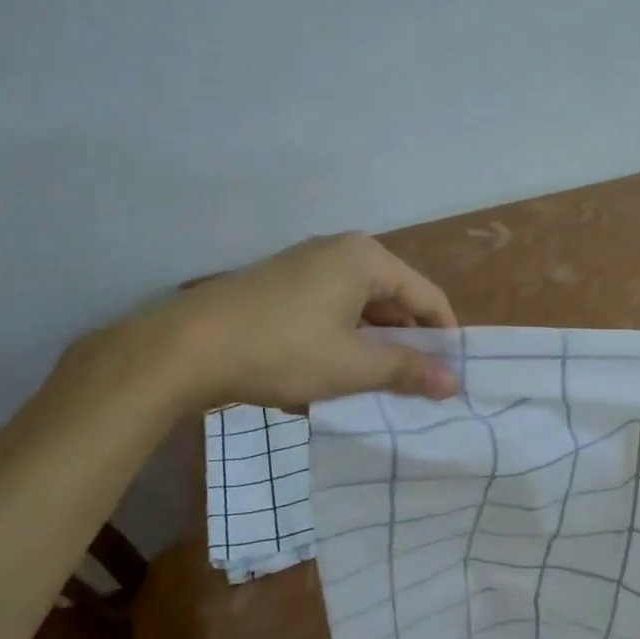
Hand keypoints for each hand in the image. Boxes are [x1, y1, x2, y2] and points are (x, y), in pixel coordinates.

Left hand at [109, 233, 460, 411]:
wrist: (184, 348)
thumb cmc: (282, 350)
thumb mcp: (352, 365)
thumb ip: (407, 370)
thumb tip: (455, 383)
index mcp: (366, 259)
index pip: (428, 297)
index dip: (445, 338)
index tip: (452, 377)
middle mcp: (340, 251)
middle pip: (395, 300)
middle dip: (407, 344)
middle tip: (417, 387)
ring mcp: (306, 266)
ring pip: (361, 308)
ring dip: (374, 346)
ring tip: (379, 386)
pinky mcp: (281, 285)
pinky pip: (331, 310)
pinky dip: (343, 340)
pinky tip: (337, 374)